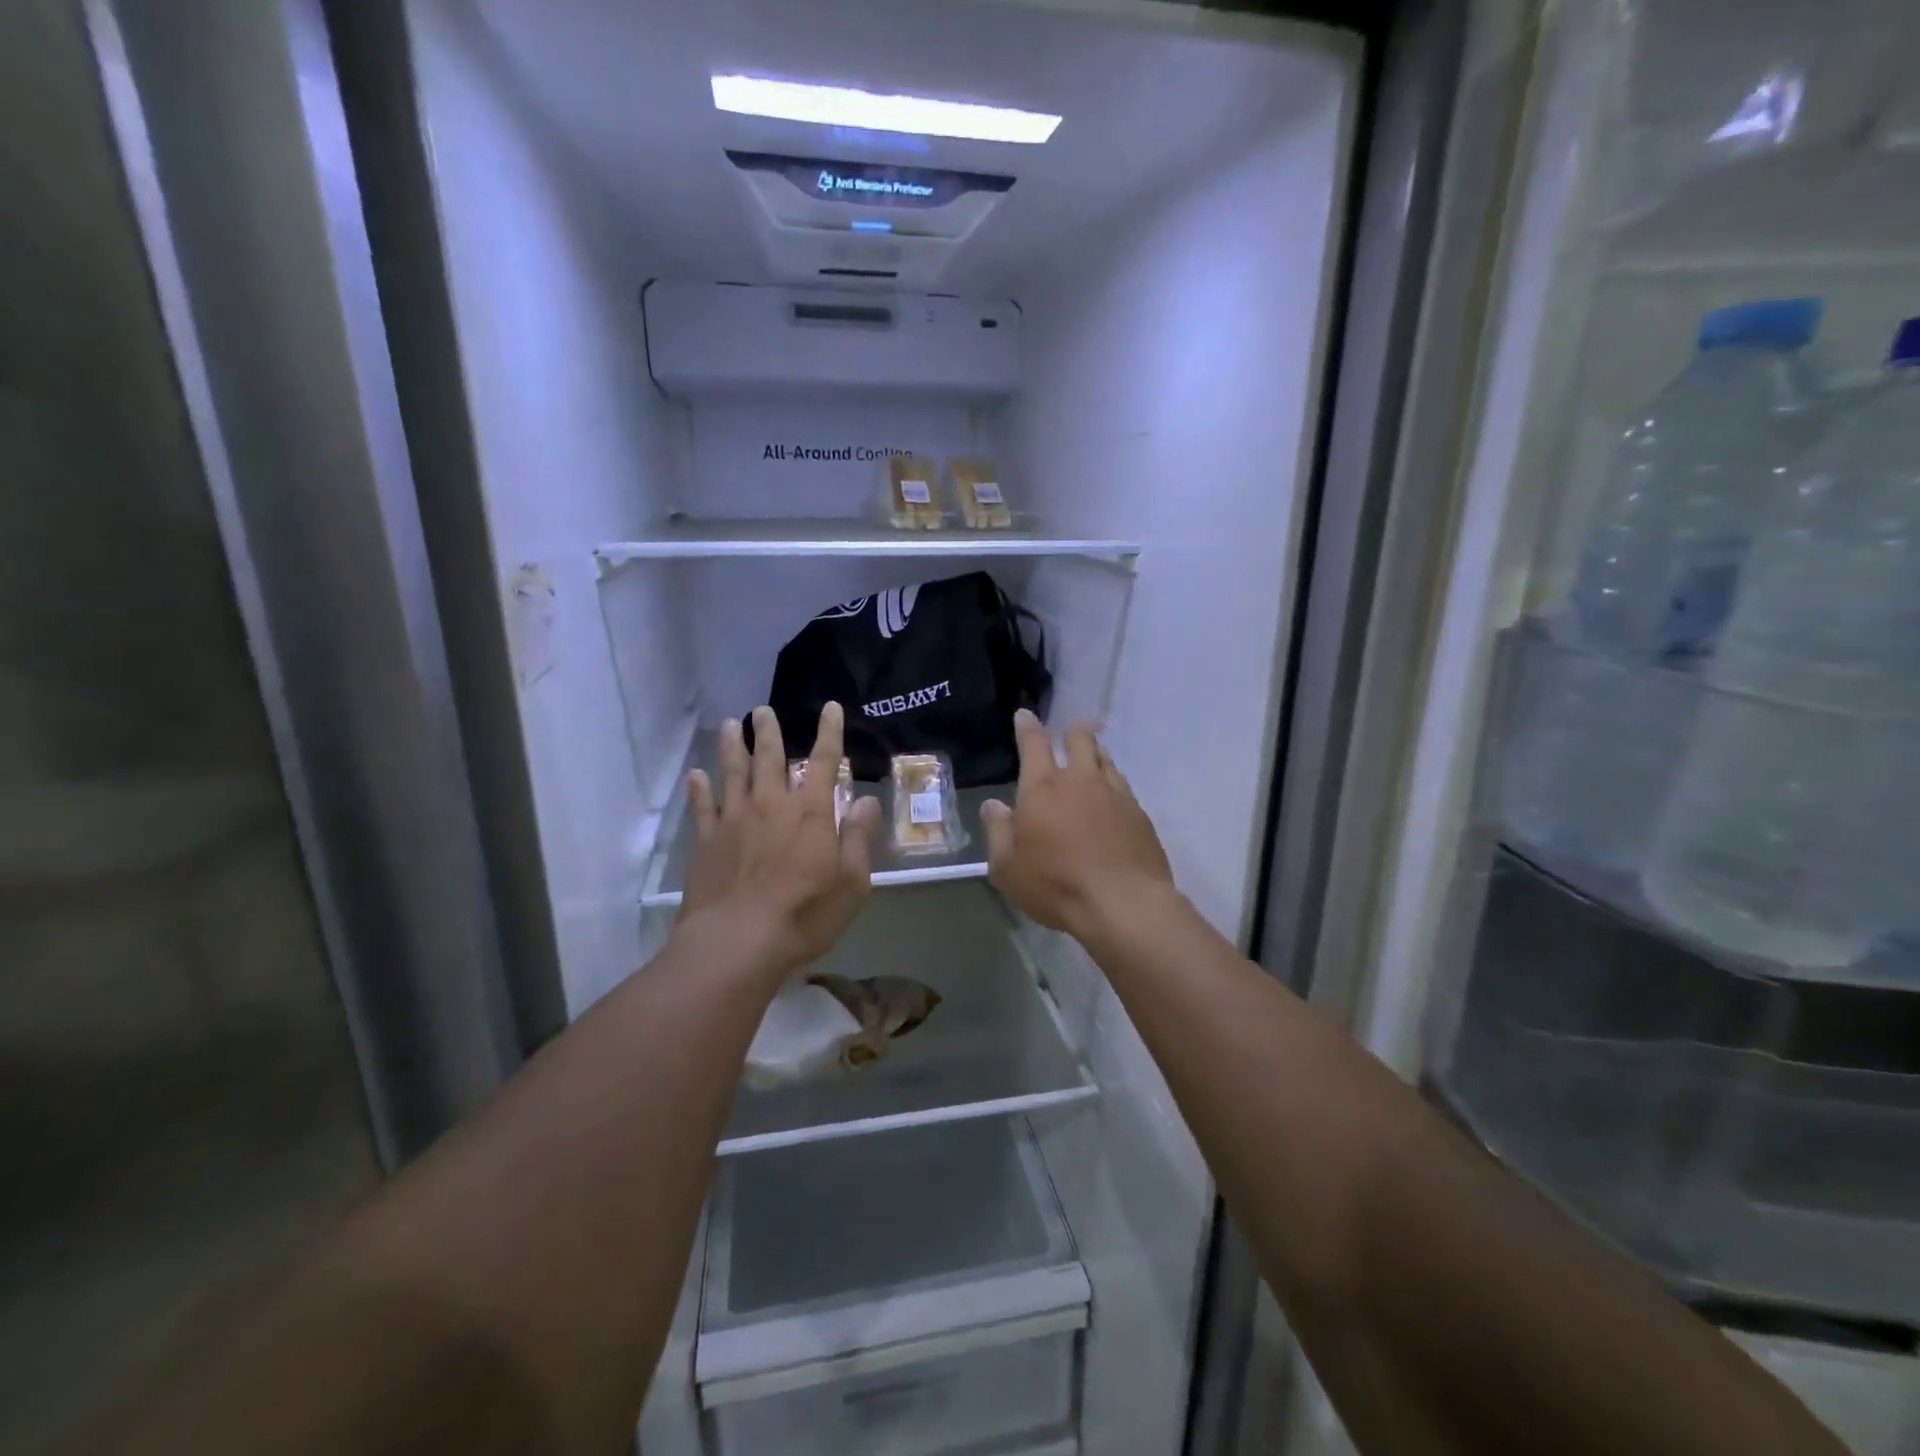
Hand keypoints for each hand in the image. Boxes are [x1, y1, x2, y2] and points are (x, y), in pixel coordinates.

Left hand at [678, 703, 878, 979]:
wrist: (738, 941)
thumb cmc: (805, 913)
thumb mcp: (852, 882)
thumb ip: (859, 837)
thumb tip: (866, 800)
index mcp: (811, 811)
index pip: (824, 761)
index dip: (830, 733)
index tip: (831, 708)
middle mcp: (772, 805)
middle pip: (770, 758)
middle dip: (769, 732)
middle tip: (763, 711)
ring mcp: (735, 821)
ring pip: (733, 773)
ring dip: (733, 747)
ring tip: (730, 725)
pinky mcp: (708, 843)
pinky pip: (703, 807)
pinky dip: (699, 789)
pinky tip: (695, 776)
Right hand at [982, 710, 1173, 938]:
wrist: (1123, 903)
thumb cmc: (1055, 885)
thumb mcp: (1007, 868)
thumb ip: (998, 832)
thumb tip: (993, 805)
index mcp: (1042, 788)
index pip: (1034, 744)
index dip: (1028, 726)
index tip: (1026, 715)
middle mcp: (1080, 781)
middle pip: (1080, 739)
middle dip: (1073, 731)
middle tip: (1070, 732)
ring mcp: (1115, 794)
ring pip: (1106, 759)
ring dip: (1096, 754)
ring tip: (1092, 759)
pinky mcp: (1139, 814)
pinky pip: (1123, 786)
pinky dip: (1113, 784)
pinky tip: (1111, 799)